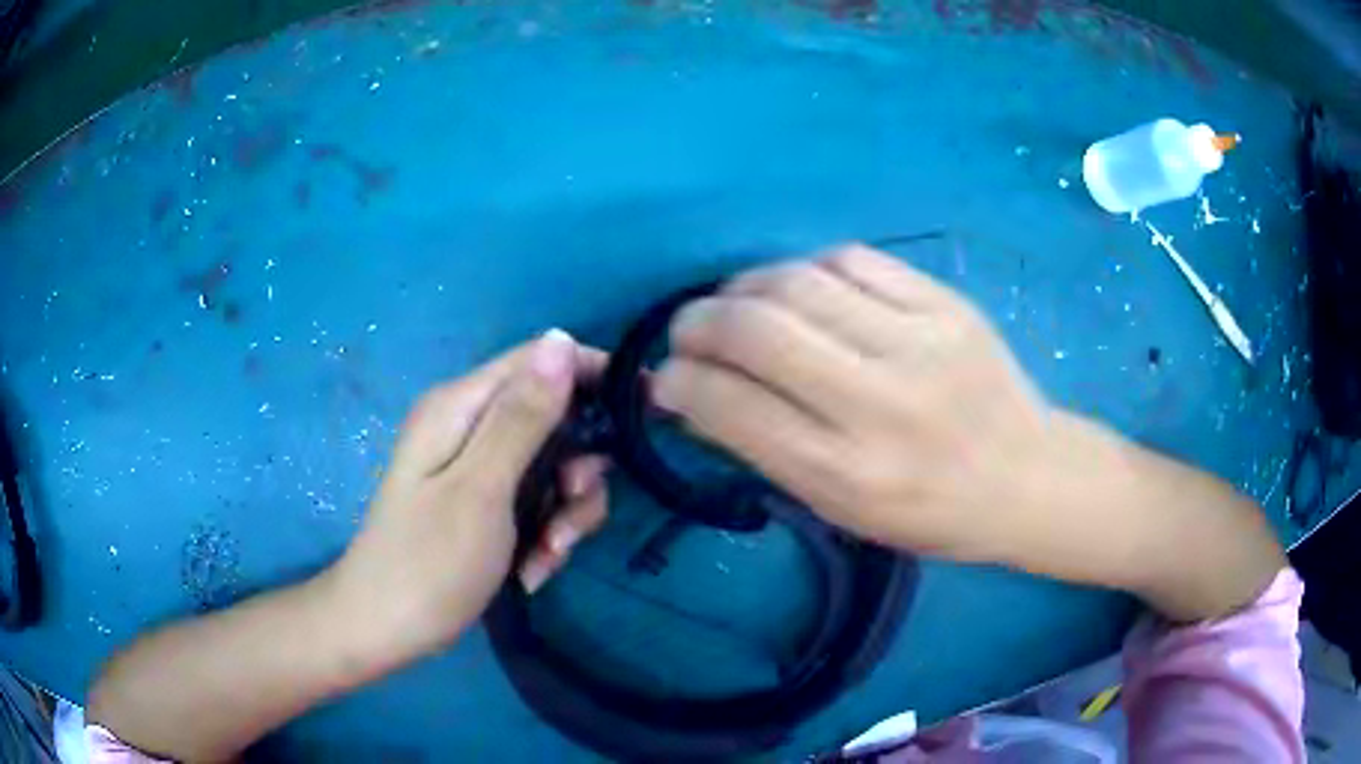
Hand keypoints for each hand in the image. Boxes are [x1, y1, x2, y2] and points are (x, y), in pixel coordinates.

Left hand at [328, 330, 608, 659]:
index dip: (592, 376)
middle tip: (569, 509)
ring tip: (548, 555)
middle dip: (577, 468)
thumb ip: (523, 416)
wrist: (385, 630)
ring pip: (552, 467)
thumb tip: (561, 339)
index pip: (541, 358)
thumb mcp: (482, 488)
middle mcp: (468, 426)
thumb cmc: (429, 563)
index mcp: (460, 406)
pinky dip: (545, 534)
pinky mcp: (483, 504)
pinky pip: (535, 502)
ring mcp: (475, 468)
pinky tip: (532, 571)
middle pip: (554, 418)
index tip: (640, 414)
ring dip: (565, 513)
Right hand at [653, 245, 1282, 619]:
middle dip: (699, 321)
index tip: (665, 377)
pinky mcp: (945, 302)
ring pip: (798, 282)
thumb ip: (766, 450)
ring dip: (746, 288)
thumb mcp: (843, 509)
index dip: (681, 382)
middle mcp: (881, 403)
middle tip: (688, 329)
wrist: (1027, 476)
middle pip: (758, 328)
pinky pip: (850, 261)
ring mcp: (919, 341)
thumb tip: (694, 395)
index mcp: (850, 474)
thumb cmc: (931, 512)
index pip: (733, 406)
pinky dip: (806, 272)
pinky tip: (803, 292)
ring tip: (739, 306)